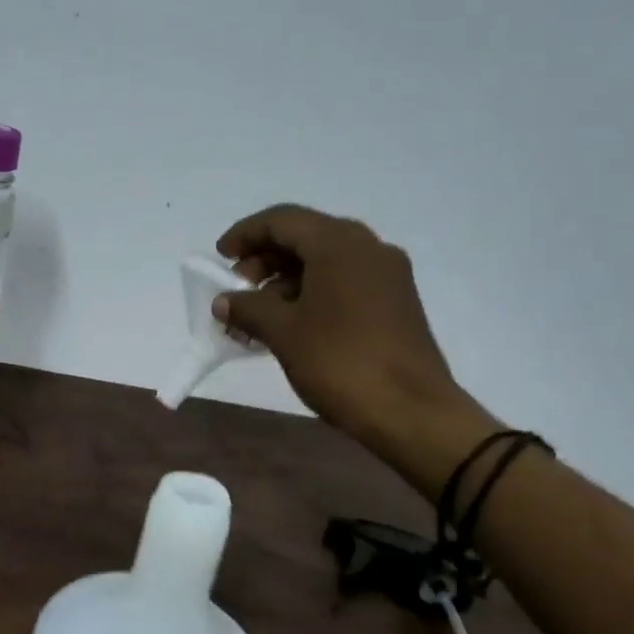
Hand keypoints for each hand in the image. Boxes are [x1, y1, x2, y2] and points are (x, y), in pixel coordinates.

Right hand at [214, 205, 482, 458]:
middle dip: (263, 260)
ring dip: (284, 282)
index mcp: (339, 244)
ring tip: (256, 317)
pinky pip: (343, 283)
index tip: (220, 257)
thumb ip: (248, 308)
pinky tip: (289, 326)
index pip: (282, 221)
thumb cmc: (341, 362)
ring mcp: (386, 276)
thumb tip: (225, 301)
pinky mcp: (395, 303)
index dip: (245, 234)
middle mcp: (367, 248)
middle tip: (236, 292)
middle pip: (304, 237)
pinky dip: (310, 294)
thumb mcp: (283, 332)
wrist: (412, 413)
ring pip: (324, 262)